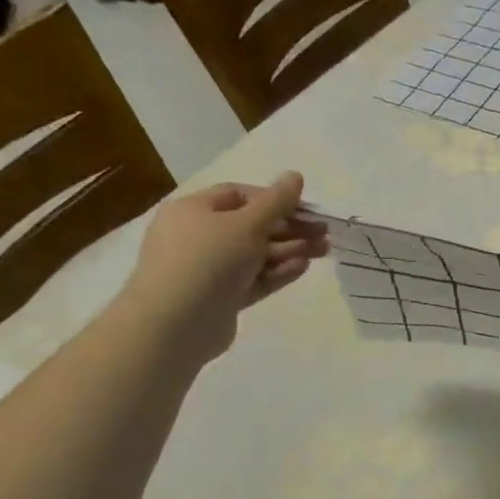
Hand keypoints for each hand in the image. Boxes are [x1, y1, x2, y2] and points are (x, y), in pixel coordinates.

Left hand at [116, 173, 328, 364]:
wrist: (176, 324)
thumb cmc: (208, 260)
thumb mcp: (247, 224)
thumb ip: (276, 201)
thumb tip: (295, 175)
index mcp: (193, 210)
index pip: (239, 195)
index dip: (274, 199)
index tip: (306, 209)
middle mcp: (198, 237)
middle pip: (251, 226)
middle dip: (290, 228)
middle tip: (323, 233)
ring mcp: (209, 270)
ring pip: (255, 255)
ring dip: (289, 250)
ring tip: (323, 251)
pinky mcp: (220, 298)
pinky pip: (252, 280)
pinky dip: (277, 272)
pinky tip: (302, 267)